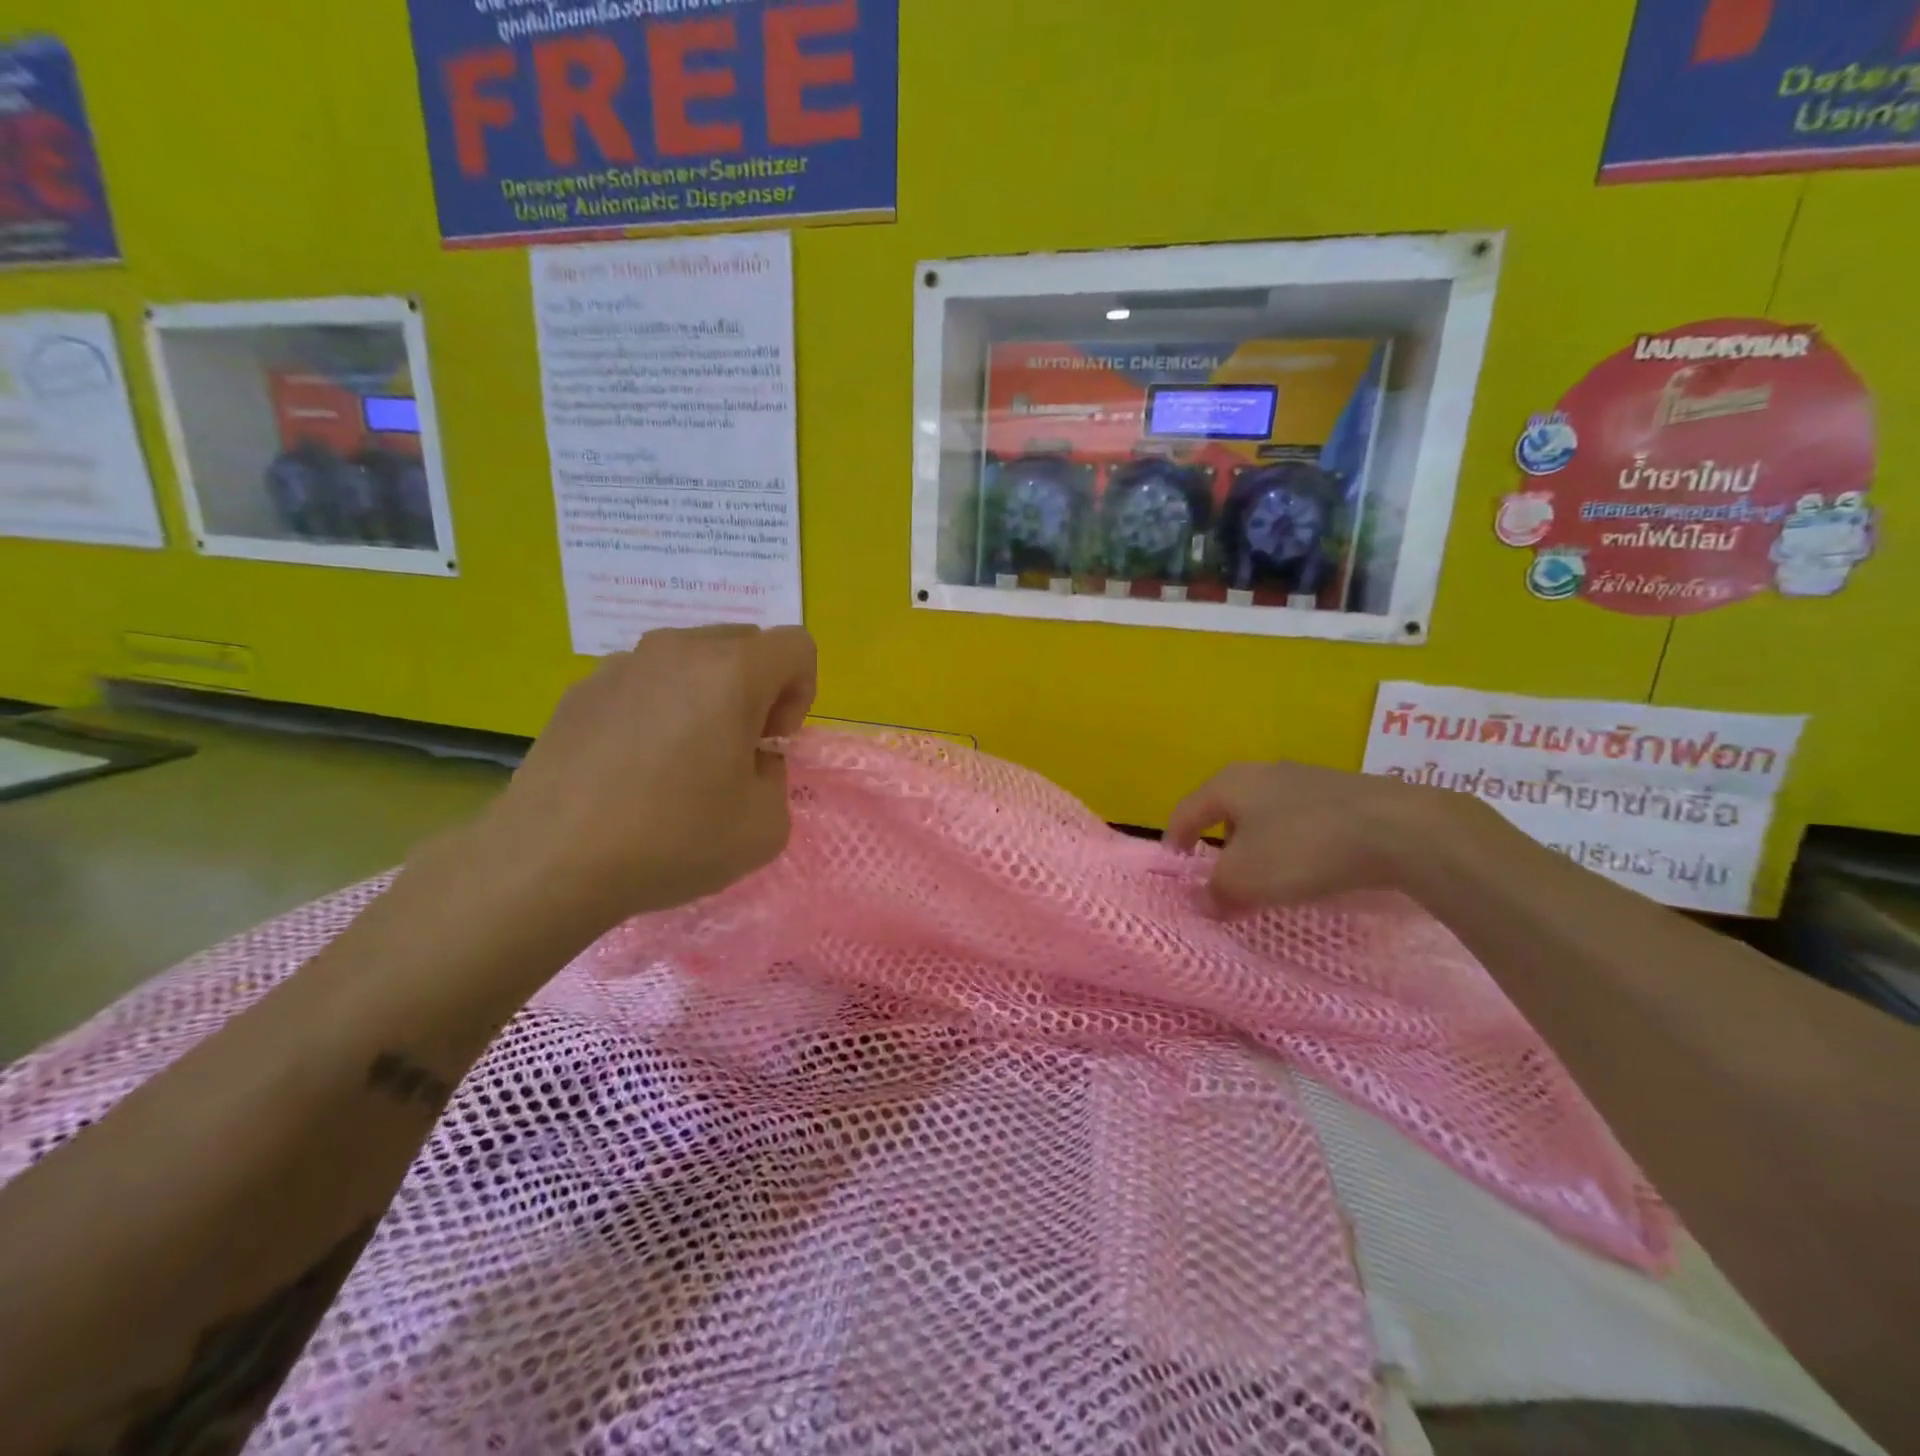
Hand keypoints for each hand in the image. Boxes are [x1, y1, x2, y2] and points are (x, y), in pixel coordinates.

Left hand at [474, 625, 816, 932]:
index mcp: (731, 673)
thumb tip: (750, 757)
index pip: (796, 646)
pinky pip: (644, 682)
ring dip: (706, 696)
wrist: (549, 862)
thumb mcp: (765, 826)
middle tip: (736, 749)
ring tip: (681, 760)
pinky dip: (657, 709)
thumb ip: (777, 775)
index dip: (801, 693)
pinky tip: (632, 768)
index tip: (771, 742)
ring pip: (691, 660)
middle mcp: (677, 651)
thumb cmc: (671, 840)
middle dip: (757, 689)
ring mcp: (622, 665)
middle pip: (744, 644)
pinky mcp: (581, 690)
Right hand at [1166, 759, 1483, 910]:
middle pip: (1227, 809)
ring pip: (1266, 814)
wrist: (1400, 829)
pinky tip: (1310, 867)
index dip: (1175, 838)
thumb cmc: (1303, 848)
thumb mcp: (1246, 879)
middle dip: (1219, 843)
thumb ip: (1216, 892)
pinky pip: (1302, 820)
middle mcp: (1263, 772)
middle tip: (1221, 875)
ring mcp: (1307, 779)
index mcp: (1230, 783)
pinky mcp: (1344, 794)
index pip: (1187, 810)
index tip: (1175, 863)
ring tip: (1267, 876)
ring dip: (1259, 844)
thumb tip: (1202, 901)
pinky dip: (1294, 843)